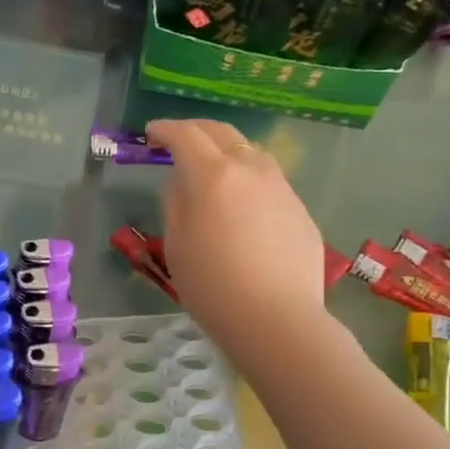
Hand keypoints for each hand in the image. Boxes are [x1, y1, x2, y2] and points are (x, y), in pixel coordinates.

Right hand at [148, 118, 334, 366]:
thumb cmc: (212, 286)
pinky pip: (268, 182)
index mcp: (213, 175)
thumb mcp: (177, 245)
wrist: (276, 319)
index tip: (150, 134)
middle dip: (195, 130)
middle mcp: (251, 169)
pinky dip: (247, 180)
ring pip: (250, 152)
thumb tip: (182, 181)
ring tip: (211, 168)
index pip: (185, 135)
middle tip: (177, 140)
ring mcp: (281, 187)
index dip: (164, 130)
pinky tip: (241, 205)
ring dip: (225, 151)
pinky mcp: (299, 209)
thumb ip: (176, 202)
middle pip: (221, 132)